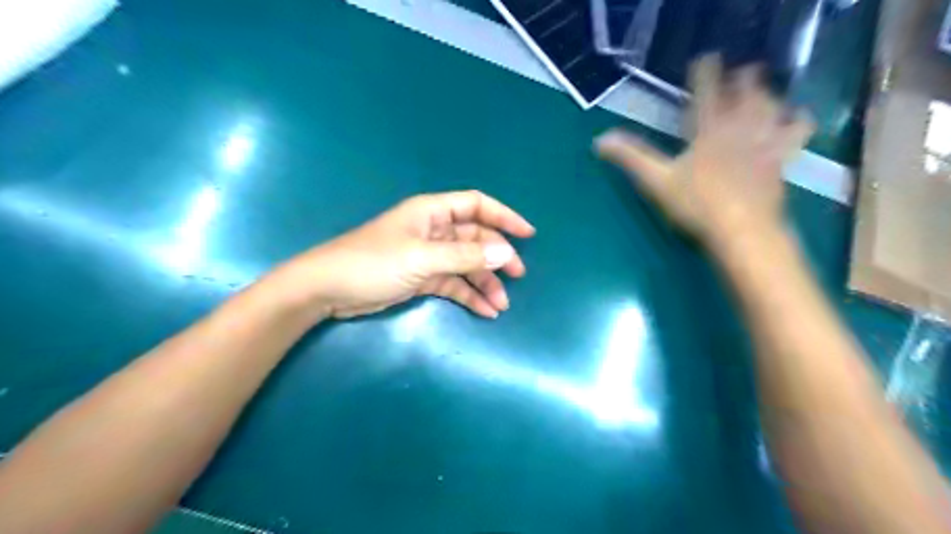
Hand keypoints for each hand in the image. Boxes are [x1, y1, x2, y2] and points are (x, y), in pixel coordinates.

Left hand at [273, 189, 533, 319]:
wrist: (327, 290)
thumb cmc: (372, 263)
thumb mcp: (422, 258)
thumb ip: (465, 256)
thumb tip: (505, 253)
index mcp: (432, 213)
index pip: (476, 205)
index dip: (504, 216)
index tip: (527, 235)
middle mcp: (433, 231)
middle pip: (475, 238)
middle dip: (497, 257)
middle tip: (517, 276)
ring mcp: (428, 256)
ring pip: (466, 265)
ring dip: (485, 282)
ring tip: (501, 304)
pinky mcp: (421, 278)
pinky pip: (453, 284)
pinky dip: (468, 295)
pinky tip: (484, 311)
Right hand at [596, 55, 813, 246]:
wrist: (741, 229)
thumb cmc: (695, 204)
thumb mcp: (656, 181)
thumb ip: (631, 158)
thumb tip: (599, 140)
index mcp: (708, 130)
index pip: (706, 92)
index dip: (705, 73)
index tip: (706, 59)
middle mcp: (740, 128)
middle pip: (747, 92)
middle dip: (744, 79)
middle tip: (742, 73)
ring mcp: (764, 142)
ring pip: (772, 106)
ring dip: (768, 95)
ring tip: (765, 91)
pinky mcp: (780, 160)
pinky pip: (796, 132)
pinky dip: (798, 121)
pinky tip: (797, 118)